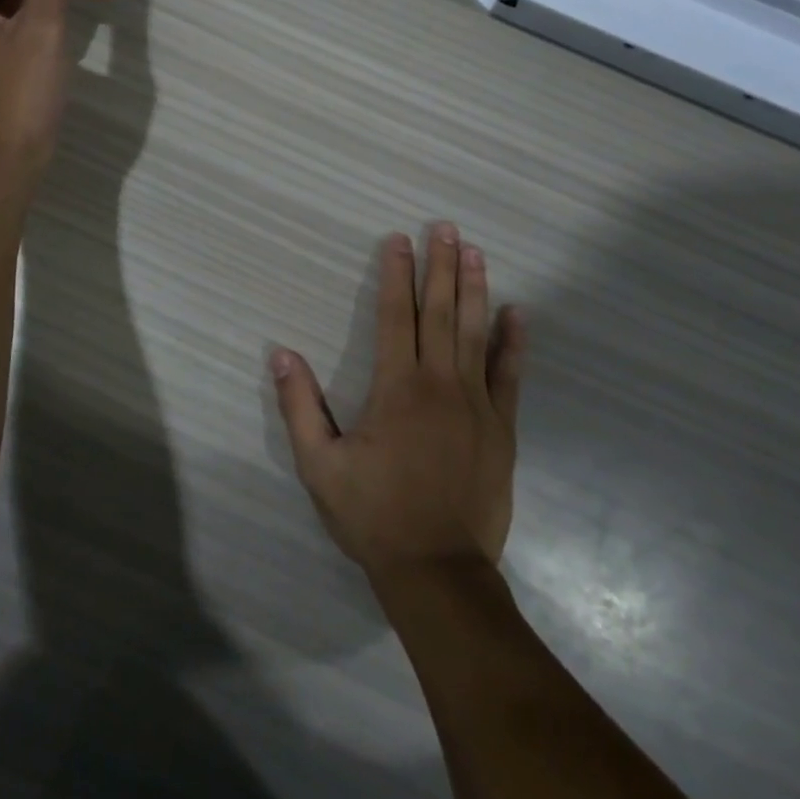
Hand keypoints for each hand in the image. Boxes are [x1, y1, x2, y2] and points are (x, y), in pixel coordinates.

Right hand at [272, 224, 526, 584]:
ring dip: (474, 289)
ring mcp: (476, 405)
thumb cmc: (374, 515)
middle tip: (445, 227)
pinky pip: (509, 375)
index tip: (398, 239)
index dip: (396, 275)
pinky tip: (517, 313)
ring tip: (474, 251)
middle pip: (440, 313)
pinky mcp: (501, 428)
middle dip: (440, 266)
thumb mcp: (320, 465)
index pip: (395, 316)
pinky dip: (513, 342)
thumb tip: (282, 353)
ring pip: (476, 333)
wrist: (438, 571)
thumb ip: (299, 406)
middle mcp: (439, 384)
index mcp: (396, 388)